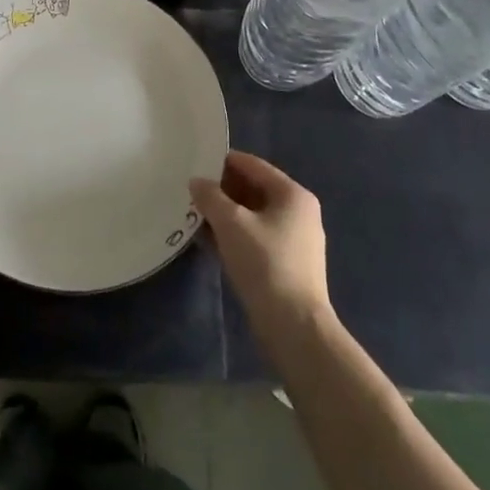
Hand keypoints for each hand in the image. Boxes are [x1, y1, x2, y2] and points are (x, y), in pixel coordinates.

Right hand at [191, 151, 332, 342]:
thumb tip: (197, 182)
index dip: (222, 162)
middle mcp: (298, 212)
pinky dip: (234, 236)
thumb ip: (211, 197)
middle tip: (191, 193)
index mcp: (292, 194)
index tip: (194, 164)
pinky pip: (255, 238)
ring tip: (195, 216)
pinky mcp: (287, 265)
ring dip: (225, 215)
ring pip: (253, 216)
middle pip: (253, 189)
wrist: (295, 327)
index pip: (252, 165)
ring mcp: (295, 240)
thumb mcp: (231, 223)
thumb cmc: (265, 263)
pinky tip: (209, 242)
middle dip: (222, 191)